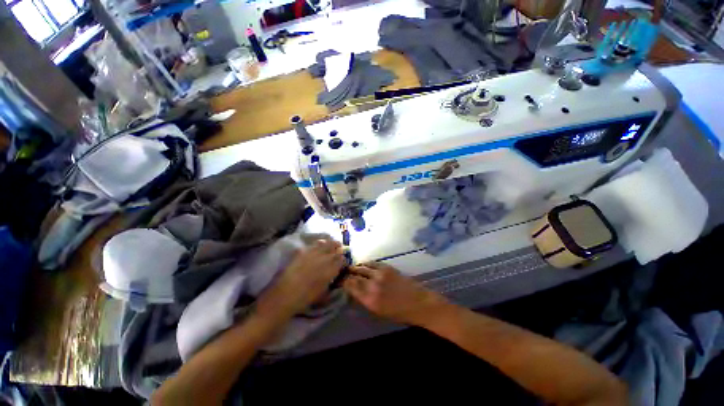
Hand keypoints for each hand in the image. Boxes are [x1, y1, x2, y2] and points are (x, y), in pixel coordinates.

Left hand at [257, 239, 344, 318]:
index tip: (342, 261)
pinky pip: (314, 244)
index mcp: (331, 270)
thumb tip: (333, 277)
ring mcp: (313, 254)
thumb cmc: (305, 299)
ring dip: (330, 243)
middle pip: (335, 248)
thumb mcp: (322, 294)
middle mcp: (324, 259)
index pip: (342, 260)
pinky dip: (319, 243)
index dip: (343, 259)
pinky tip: (320, 243)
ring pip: (325, 243)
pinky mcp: (303, 252)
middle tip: (339, 248)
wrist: (285, 296)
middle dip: (338, 248)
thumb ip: (329, 282)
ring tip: (331, 242)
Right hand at [343, 262, 448, 325]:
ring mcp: (380, 274)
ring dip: (355, 267)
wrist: (418, 303)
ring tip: (351, 268)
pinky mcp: (387, 267)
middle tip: (343, 273)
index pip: (350, 286)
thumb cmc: (399, 312)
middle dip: (347, 273)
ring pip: (362, 267)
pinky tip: (363, 264)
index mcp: (369, 299)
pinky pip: (372, 263)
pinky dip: (365, 263)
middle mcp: (373, 285)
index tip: (340, 280)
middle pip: (354, 275)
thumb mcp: (378, 311)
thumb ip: (364, 299)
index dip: (343, 282)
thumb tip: (353, 289)